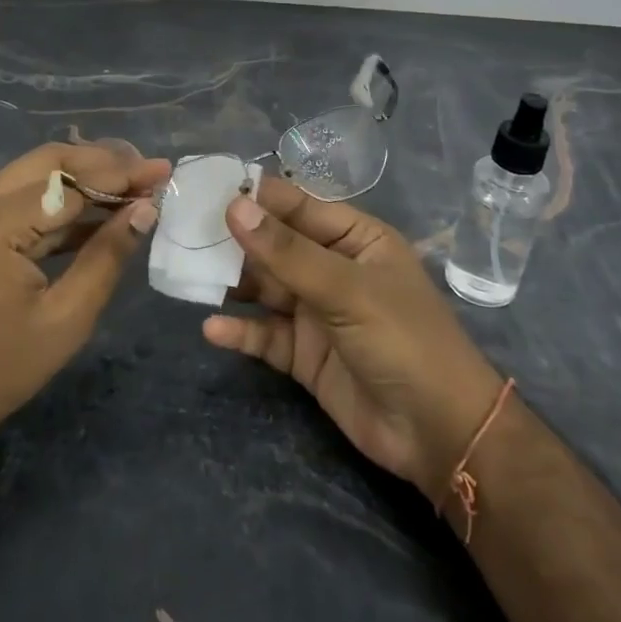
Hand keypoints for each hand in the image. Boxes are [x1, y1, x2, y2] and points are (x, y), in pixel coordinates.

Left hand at [0, 142, 168, 451]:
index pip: (72, 182)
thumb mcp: (67, 317)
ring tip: (131, 187)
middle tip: (148, 173)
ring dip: (82, 175)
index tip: (164, 170)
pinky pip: (19, 195)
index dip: (122, 175)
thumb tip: (146, 209)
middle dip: (103, 162)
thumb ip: (108, 255)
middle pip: (50, 161)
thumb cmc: (3, 368)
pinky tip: (96, 211)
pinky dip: (58, 198)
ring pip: (35, 172)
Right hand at [204, 176, 503, 502]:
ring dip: (230, 283)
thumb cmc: (404, 340)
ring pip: (264, 289)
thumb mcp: (346, 289)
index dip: (254, 196)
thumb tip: (235, 206)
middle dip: (233, 240)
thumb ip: (287, 252)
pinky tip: (211, 329)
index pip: (297, 206)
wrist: (439, 434)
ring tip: (186, 275)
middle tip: (181, 231)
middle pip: (274, 246)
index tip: (205, 187)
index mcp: (355, 239)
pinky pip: (265, 335)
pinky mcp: (305, 355)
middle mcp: (332, 269)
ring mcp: (317, 313)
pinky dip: (240, 332)